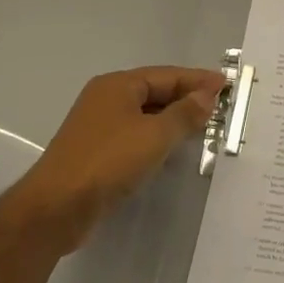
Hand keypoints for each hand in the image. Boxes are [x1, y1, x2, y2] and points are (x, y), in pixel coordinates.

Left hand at [2, 66, 223, 257]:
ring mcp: (99, 126)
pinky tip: (173, 148)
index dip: (198, 80)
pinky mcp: (96, 152)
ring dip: (173, 118)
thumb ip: (185, 114)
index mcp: (118, 85)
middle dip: (187, 97)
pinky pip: (135, 134)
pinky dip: (157, 136)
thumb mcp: (155, 135)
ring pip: (145, 114)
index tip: (226, 84)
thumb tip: (207, 95)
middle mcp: (106, 99)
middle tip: (220, 106)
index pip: (167, 75)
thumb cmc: (108, 162)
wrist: (56, 208)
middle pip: (155, 91)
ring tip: (203, 126)